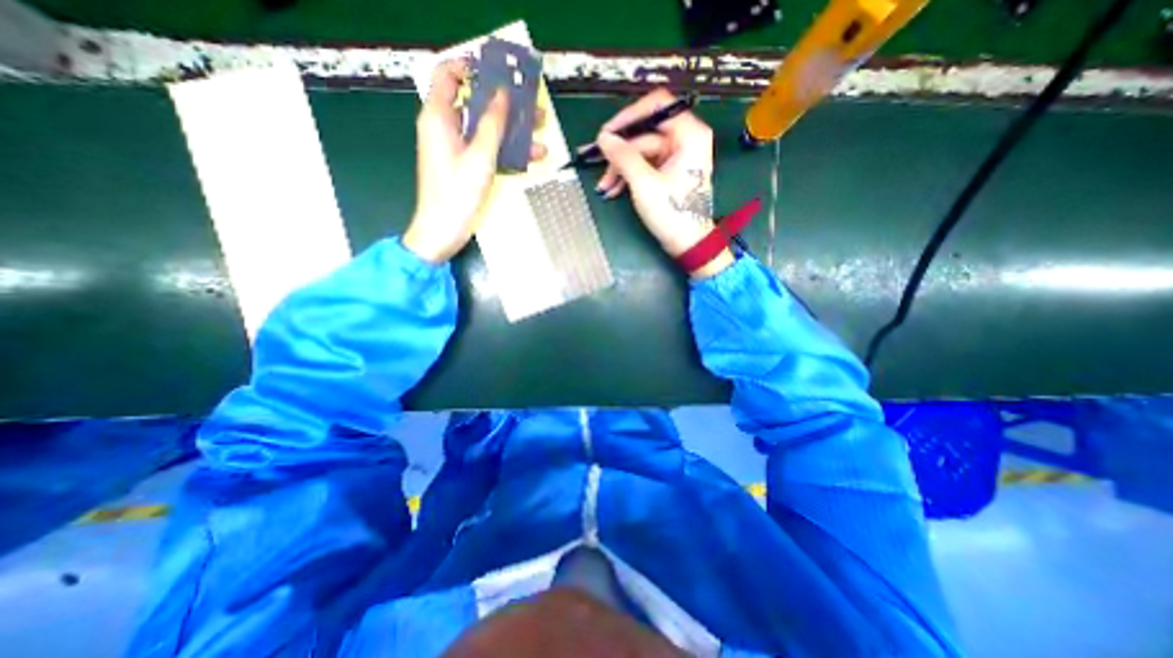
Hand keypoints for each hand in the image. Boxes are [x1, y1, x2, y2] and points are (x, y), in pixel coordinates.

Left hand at [407, 59, 546, 260]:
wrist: (443, 230)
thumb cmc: (457, 193)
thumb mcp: (479, 157)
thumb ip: (492, 124)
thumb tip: (503, 94)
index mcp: (439, 117)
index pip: (448, 75)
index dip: (472, 68)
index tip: (500, 73)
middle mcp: (445, 127)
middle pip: (474, 103)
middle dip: (504, 103)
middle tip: (531, 105)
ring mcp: (456, 147)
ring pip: (485, 128)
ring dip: (512, 129)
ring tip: (541, 131)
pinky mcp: (465, 165)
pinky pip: (487, 148)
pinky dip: (506, 149)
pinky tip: (532, 155)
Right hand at [596, 88, 730, 277]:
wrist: (688, 245)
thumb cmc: (673, 213)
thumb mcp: (644, 184)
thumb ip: (623, 157)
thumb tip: (603, 138)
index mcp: (689, 134)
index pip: (656, 105)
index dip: (628, 116)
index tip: (606, 134)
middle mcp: (685, 139)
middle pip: (644, 133)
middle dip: (620, 152)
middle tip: (598, 164)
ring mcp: (677, 156)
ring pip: (641, 152)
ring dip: (620, 168)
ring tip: (604, 187)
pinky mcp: (669, 172)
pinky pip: (645, 166)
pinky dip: (629, 176)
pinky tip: (613, 190)